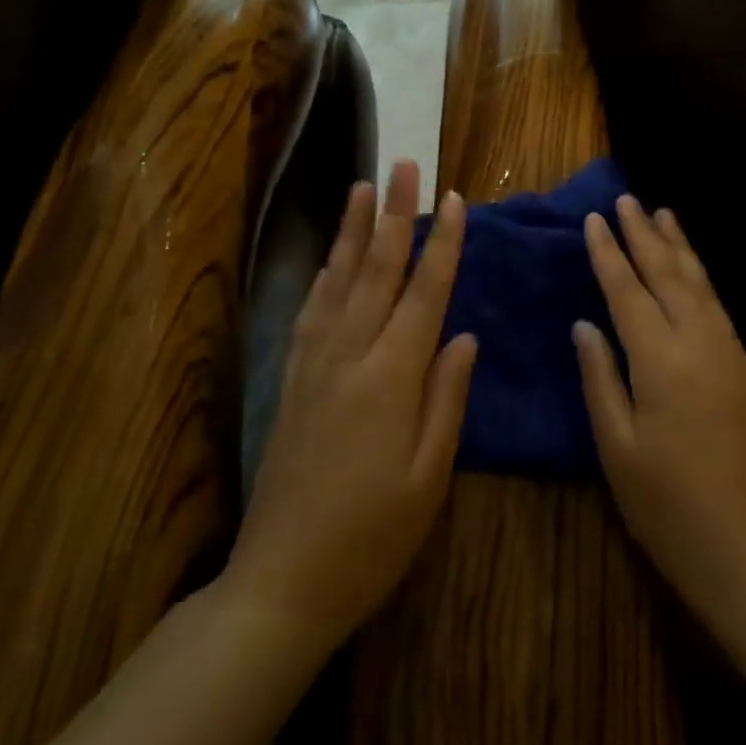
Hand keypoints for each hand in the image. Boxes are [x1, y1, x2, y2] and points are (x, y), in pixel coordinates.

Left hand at [227, 160, 475, 648]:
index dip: (442, 243)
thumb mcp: (428, 476)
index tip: (453, 199)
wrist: (282, 580)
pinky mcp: (292, 379)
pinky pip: (311, 309)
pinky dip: (325, 273)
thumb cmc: (372, 536)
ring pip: (339, 280)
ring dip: (355, 231)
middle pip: (378, 270)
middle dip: (395, 214)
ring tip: (364, 187)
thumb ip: (447, 398)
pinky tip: (331, 257)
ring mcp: (314, 363)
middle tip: (405, 164)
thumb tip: (463, 334)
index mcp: (392, 376)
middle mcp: (350, 354)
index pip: (424, 292)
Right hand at [575, 196, 745, 622]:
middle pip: (669, 276)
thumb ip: (600, 377)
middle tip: (627, 200)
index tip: (594, 219)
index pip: (628, 291)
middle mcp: (700, 345)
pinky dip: (701, 280)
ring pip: (702, 286)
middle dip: (644, 235)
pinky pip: (720, 309)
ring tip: (663, 215)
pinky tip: (693, 272)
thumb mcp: (616, 447)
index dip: (608, 254)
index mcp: (661, 361)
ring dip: (680, 248)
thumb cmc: (667, 506)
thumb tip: (585, 325)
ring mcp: (731, 356)